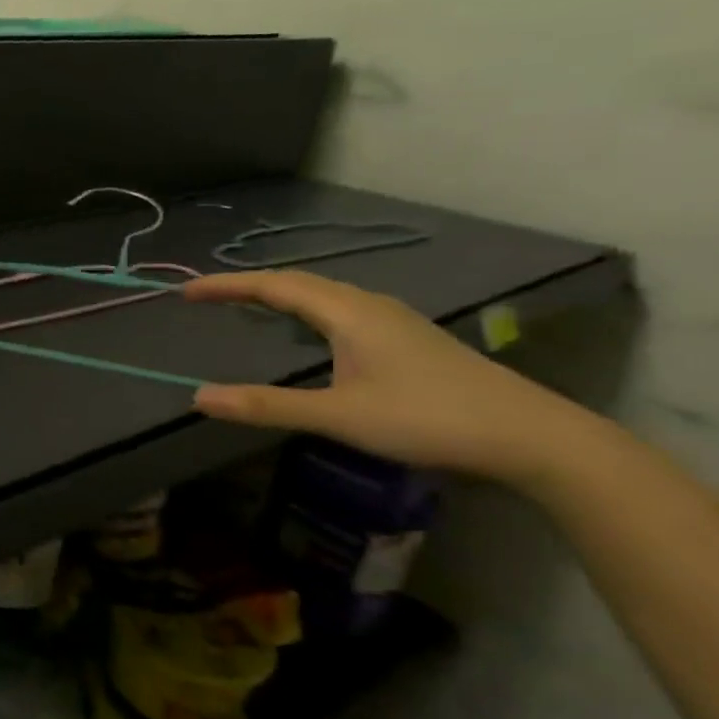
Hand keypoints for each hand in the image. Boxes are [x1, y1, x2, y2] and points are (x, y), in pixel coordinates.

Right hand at [183, 270, 590, 484]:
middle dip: (248, 286)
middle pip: (298, 282)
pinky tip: (309, 331)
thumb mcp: (338, 416)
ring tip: (247, 307)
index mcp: (348, 313)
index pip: (274, 286)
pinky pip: (341, 308)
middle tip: (208, 297)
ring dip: (280, 294)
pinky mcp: (408, 338)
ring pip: (324, 294)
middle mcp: (369, 306)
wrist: (532, 437)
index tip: (186, 291)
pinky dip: (306, 309)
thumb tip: (199, 397)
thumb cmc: (428, 419)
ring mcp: (394, 320)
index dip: (227, 286)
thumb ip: (267, 406)